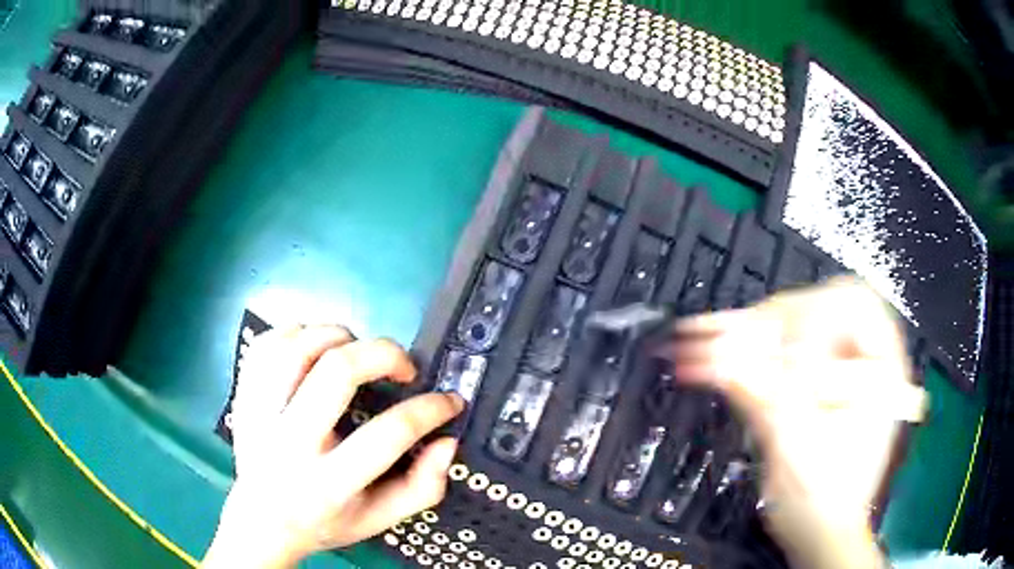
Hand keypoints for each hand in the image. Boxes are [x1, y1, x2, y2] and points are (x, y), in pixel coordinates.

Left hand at [202, 326, 463, 567]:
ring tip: (358, 353)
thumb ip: (422, 488)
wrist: (262, 519)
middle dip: (383, 354)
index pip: (386, 434)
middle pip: (336, 371)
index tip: (448, 401)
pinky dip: (299, 333)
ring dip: (340, 337)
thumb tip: (446, 440)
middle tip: (403, 367)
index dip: (428, 410)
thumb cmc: (325, 521)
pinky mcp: (243, 394)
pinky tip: (317, 349)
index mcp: (328, 483)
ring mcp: (259, 413)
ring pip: (298, 346)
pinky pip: (268, 343)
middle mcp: (289, 443)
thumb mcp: (379, 519)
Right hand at [669, 277, 925, 568]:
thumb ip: (768, 403)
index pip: (853, 304)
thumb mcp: (801, 456)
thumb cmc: (823, 502)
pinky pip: (771, 353)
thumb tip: (721, 358)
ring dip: (741, 332)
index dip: (813, 320)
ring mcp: (828, 367)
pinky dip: (737, 352)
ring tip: (695, 337)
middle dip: (768, 323)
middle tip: (728, 342)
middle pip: (814, 306)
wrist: (819, 531)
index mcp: (880, 368)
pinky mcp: (802, 382)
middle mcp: (857, 357)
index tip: (778, 358)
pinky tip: (702, 350)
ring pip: (787, 326)